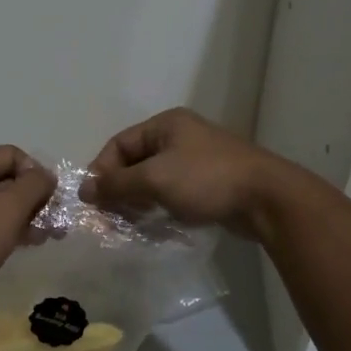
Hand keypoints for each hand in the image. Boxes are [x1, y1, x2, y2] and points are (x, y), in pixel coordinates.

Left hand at [0, 146, 54, 318]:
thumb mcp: (9, 208)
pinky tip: (21, 245)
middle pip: (5, 178)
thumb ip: (34, 185)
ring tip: (44, 238)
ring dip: (24, 217)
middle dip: (34, 198)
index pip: (13, 155)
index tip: (52, 201)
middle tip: (54, 223)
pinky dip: (6, 230)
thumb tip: (46, 176)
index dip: (37, 173)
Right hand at [82, 109, 293, 238]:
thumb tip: (84, 190)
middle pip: (134, 162)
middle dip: (118, 189)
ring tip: (127, 224)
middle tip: (107, 218)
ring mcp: (195, 161)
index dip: (101, 171)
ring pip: (152, 180)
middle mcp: (179, 137)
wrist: (265, 199)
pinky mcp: (207, 184)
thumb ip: (117, 184)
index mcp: (166, 125)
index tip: (92, 201)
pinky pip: (171, 193)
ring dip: (136, 201)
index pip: (119, 144)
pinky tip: (151, 226)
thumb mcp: (155, 178)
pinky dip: (157, 207)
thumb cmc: (206, 179)